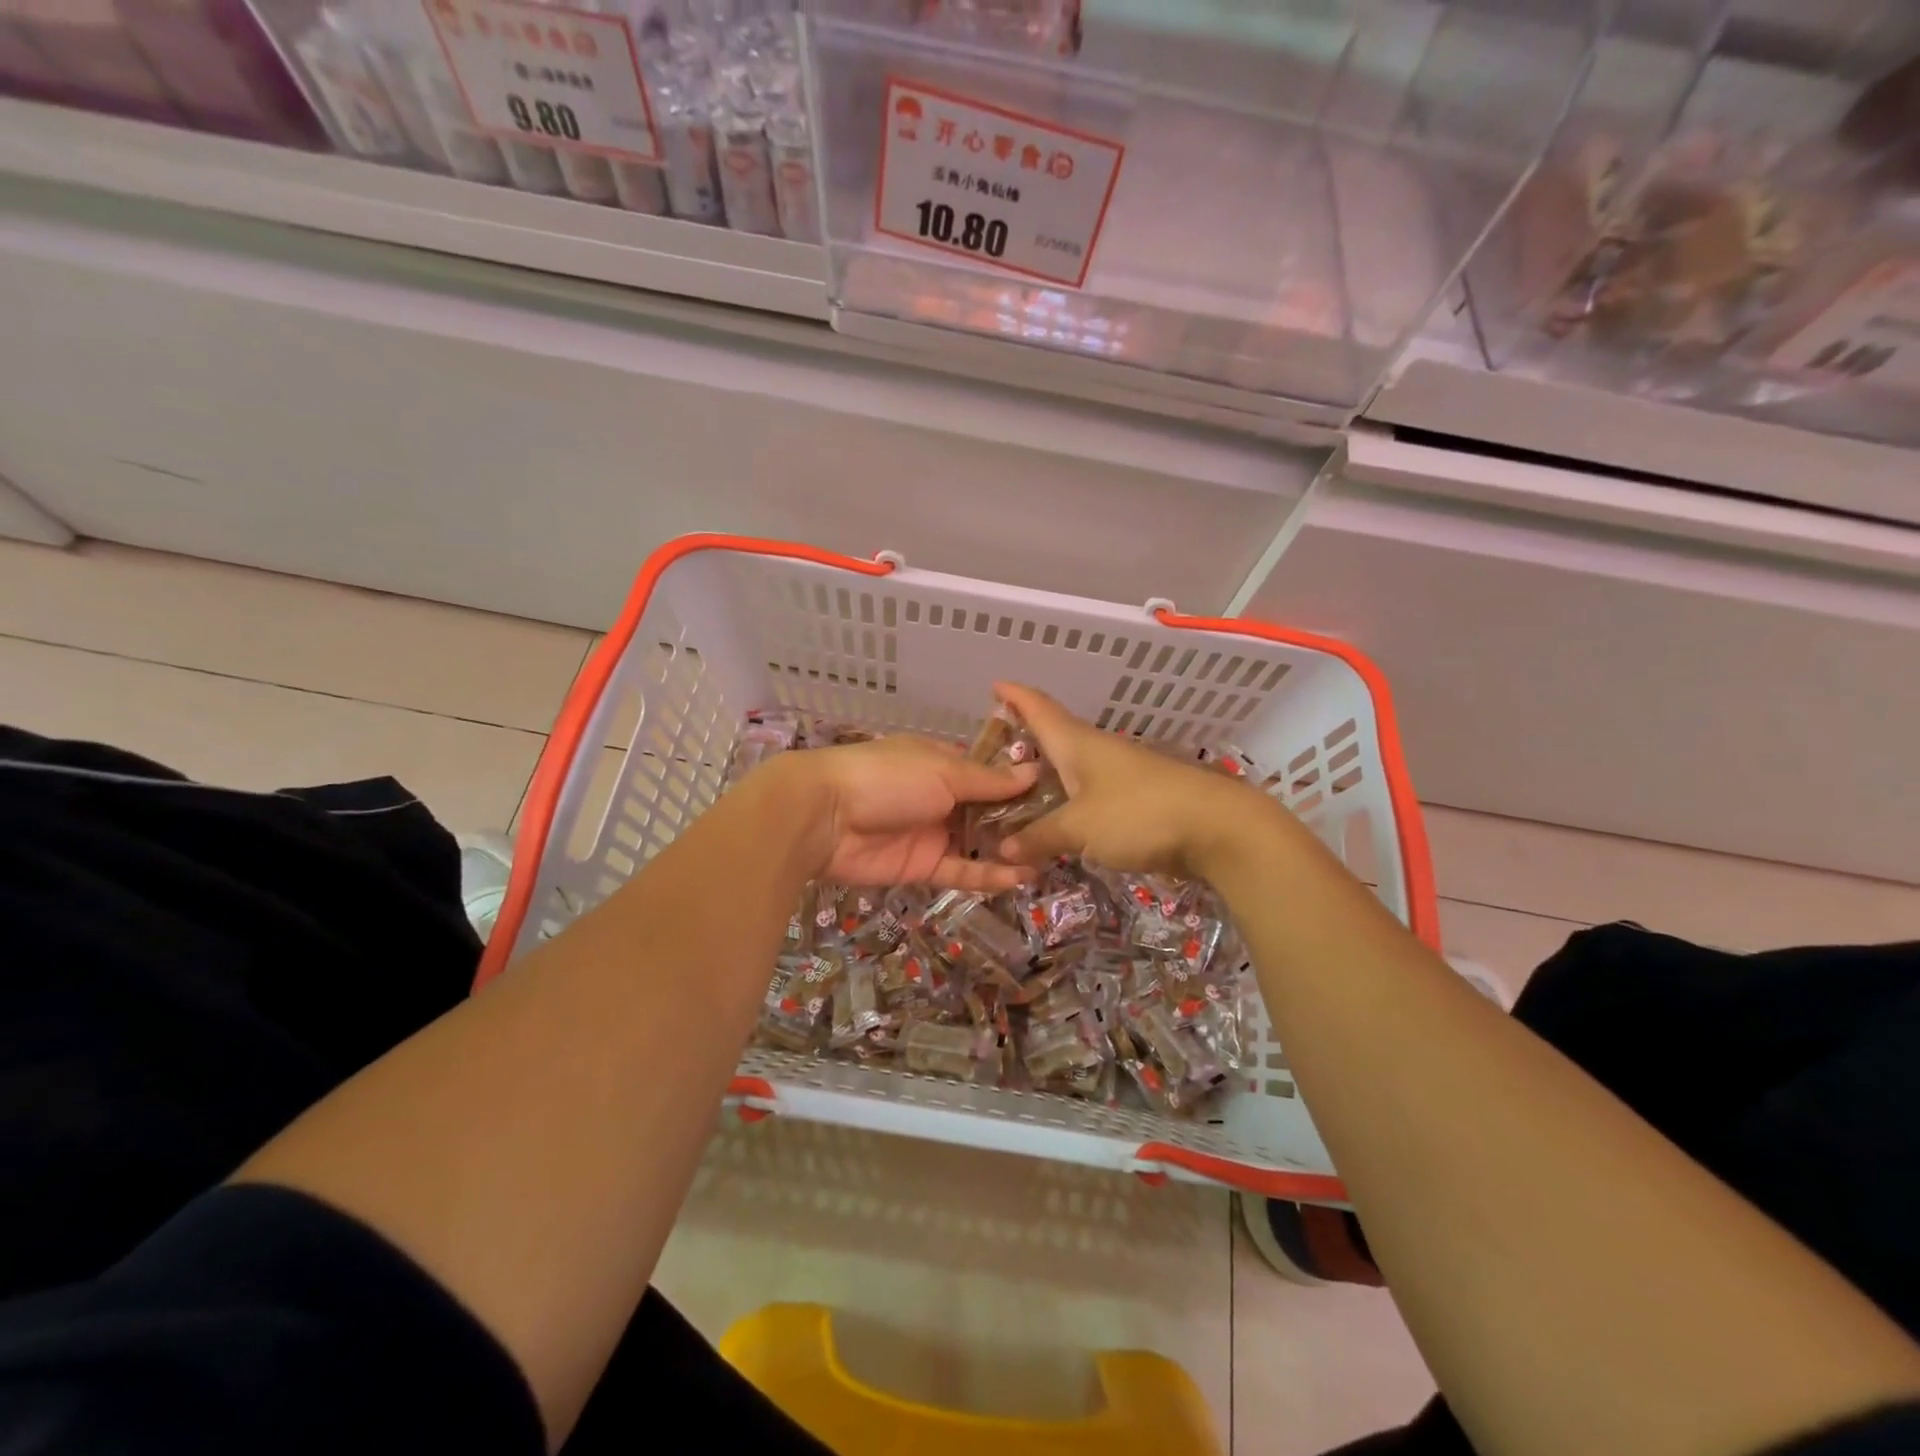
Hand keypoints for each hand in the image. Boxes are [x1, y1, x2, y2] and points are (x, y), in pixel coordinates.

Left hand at [768, 736, 1039, 890]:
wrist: (823, 817)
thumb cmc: (887, 777)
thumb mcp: (943, 770)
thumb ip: (989, 780)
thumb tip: (1032, 771)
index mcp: (942, 762)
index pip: (988, 772)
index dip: (1019, 782)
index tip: (1058, 793)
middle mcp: (940, 796)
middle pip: (986, 810)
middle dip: (1020, 820)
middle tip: (1061, 831)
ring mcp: (931, 832)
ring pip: (977, 843)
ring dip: (1008, 850)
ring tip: (1048, 857)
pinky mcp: (921, 866)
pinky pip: (961, 870)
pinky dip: (988, 875)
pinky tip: (1020, 876)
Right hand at [992, 682, 1277, 878]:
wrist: (1217, 828)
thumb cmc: (1139, 813)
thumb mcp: (1080, 827)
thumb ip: (1040, 836)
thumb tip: (1004, 848)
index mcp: (1077, 743)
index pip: (1039, 708)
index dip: (1015, 696)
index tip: (994, 685)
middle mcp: (1096, 751)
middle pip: (1054, 736)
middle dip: (1024, 738)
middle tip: (990, 750)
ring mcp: (1119, 773)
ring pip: (1072, 767)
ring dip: (1045, 772)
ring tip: (1014, 786)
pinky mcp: (1136, 799)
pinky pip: (1089, 793)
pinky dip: (1067, 799)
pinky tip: (1058, 815)